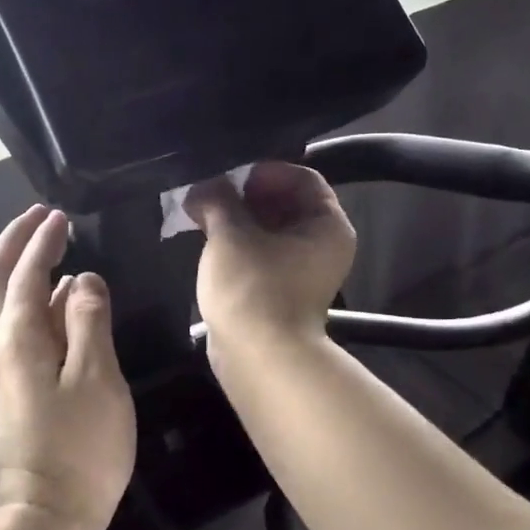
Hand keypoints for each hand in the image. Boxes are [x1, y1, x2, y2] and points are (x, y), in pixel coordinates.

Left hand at [0, 205, 135, 529]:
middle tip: (41, 218)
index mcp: (20, 337)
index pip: (28, 273)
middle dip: (15, 243)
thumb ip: (90, 321)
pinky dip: (32, 300)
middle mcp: (2, 345)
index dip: (42, 241)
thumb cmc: (80, 447)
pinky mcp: (15, 387)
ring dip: (19, 268)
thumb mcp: (97, 377)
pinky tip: (59, 304)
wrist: (48, 514)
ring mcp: (5, 368)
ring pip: (2, 303)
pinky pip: (16, 326)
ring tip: (49, 249)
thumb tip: (82, 280)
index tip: (60, 216)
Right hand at [186, 162, 355, 348]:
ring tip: (201, 212)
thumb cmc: (252, 288)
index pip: (302, 178)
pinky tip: (207, 239)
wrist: (257, 358)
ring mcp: (301, 271)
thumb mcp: (232, 234)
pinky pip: (260, 254)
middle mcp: (322, 245)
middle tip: (208, 190)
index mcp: (328, 225)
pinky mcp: (279, 289)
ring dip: (237, 219)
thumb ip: (218, 199)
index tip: (230, 175)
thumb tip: (203, 186)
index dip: (265, 171)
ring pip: (269, 230)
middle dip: (245, 194)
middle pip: (285, 203)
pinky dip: (238, 243)